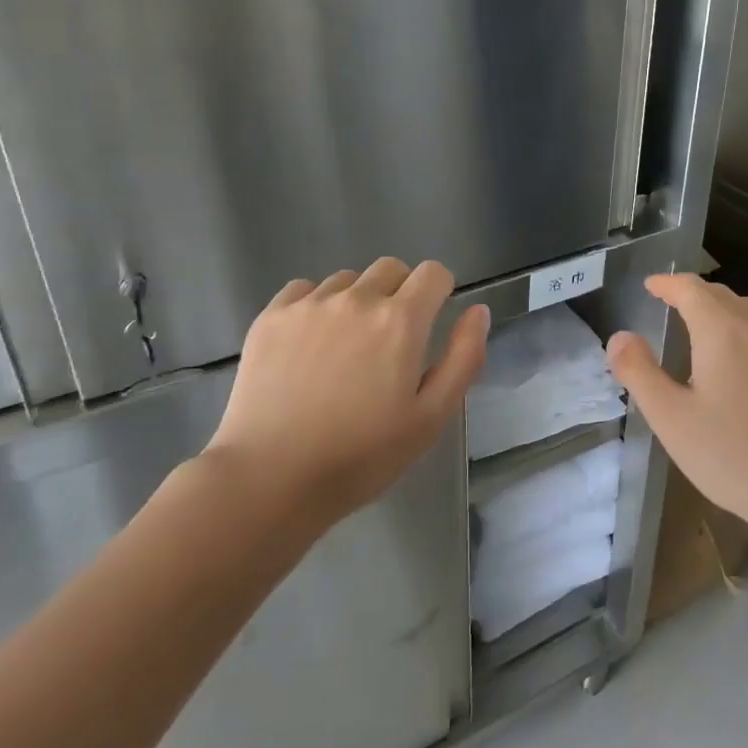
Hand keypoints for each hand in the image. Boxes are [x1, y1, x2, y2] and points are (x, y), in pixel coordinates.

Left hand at [210, 258, 489, 526]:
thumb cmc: (361, 456)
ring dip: (357, 301)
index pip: (433, 273)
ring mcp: (309, 304)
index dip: (439, 293)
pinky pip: (304, 290)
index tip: (429, 325)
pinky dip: (315, 306)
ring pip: (347, 280)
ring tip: (345, 348)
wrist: (270, 479)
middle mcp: (356, 299)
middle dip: (401, 293)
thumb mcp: (431, 418)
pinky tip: (308, 346)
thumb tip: (478, 311)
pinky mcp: (271, 317)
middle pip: (391, 268)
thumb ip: (463, 358)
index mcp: (400, 321)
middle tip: (389, 342)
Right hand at [607, 274, 747, 543]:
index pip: (692, 289)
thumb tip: (619, 337)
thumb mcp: (671, 417)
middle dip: (695, 294)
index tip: (651, 285)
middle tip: (672, 303)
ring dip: (725, 311)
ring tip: (706, 328)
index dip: (668, 284)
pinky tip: (744, 367)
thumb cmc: (734, 454)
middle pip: (724, 296)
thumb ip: (640, 372)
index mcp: (723, 331)